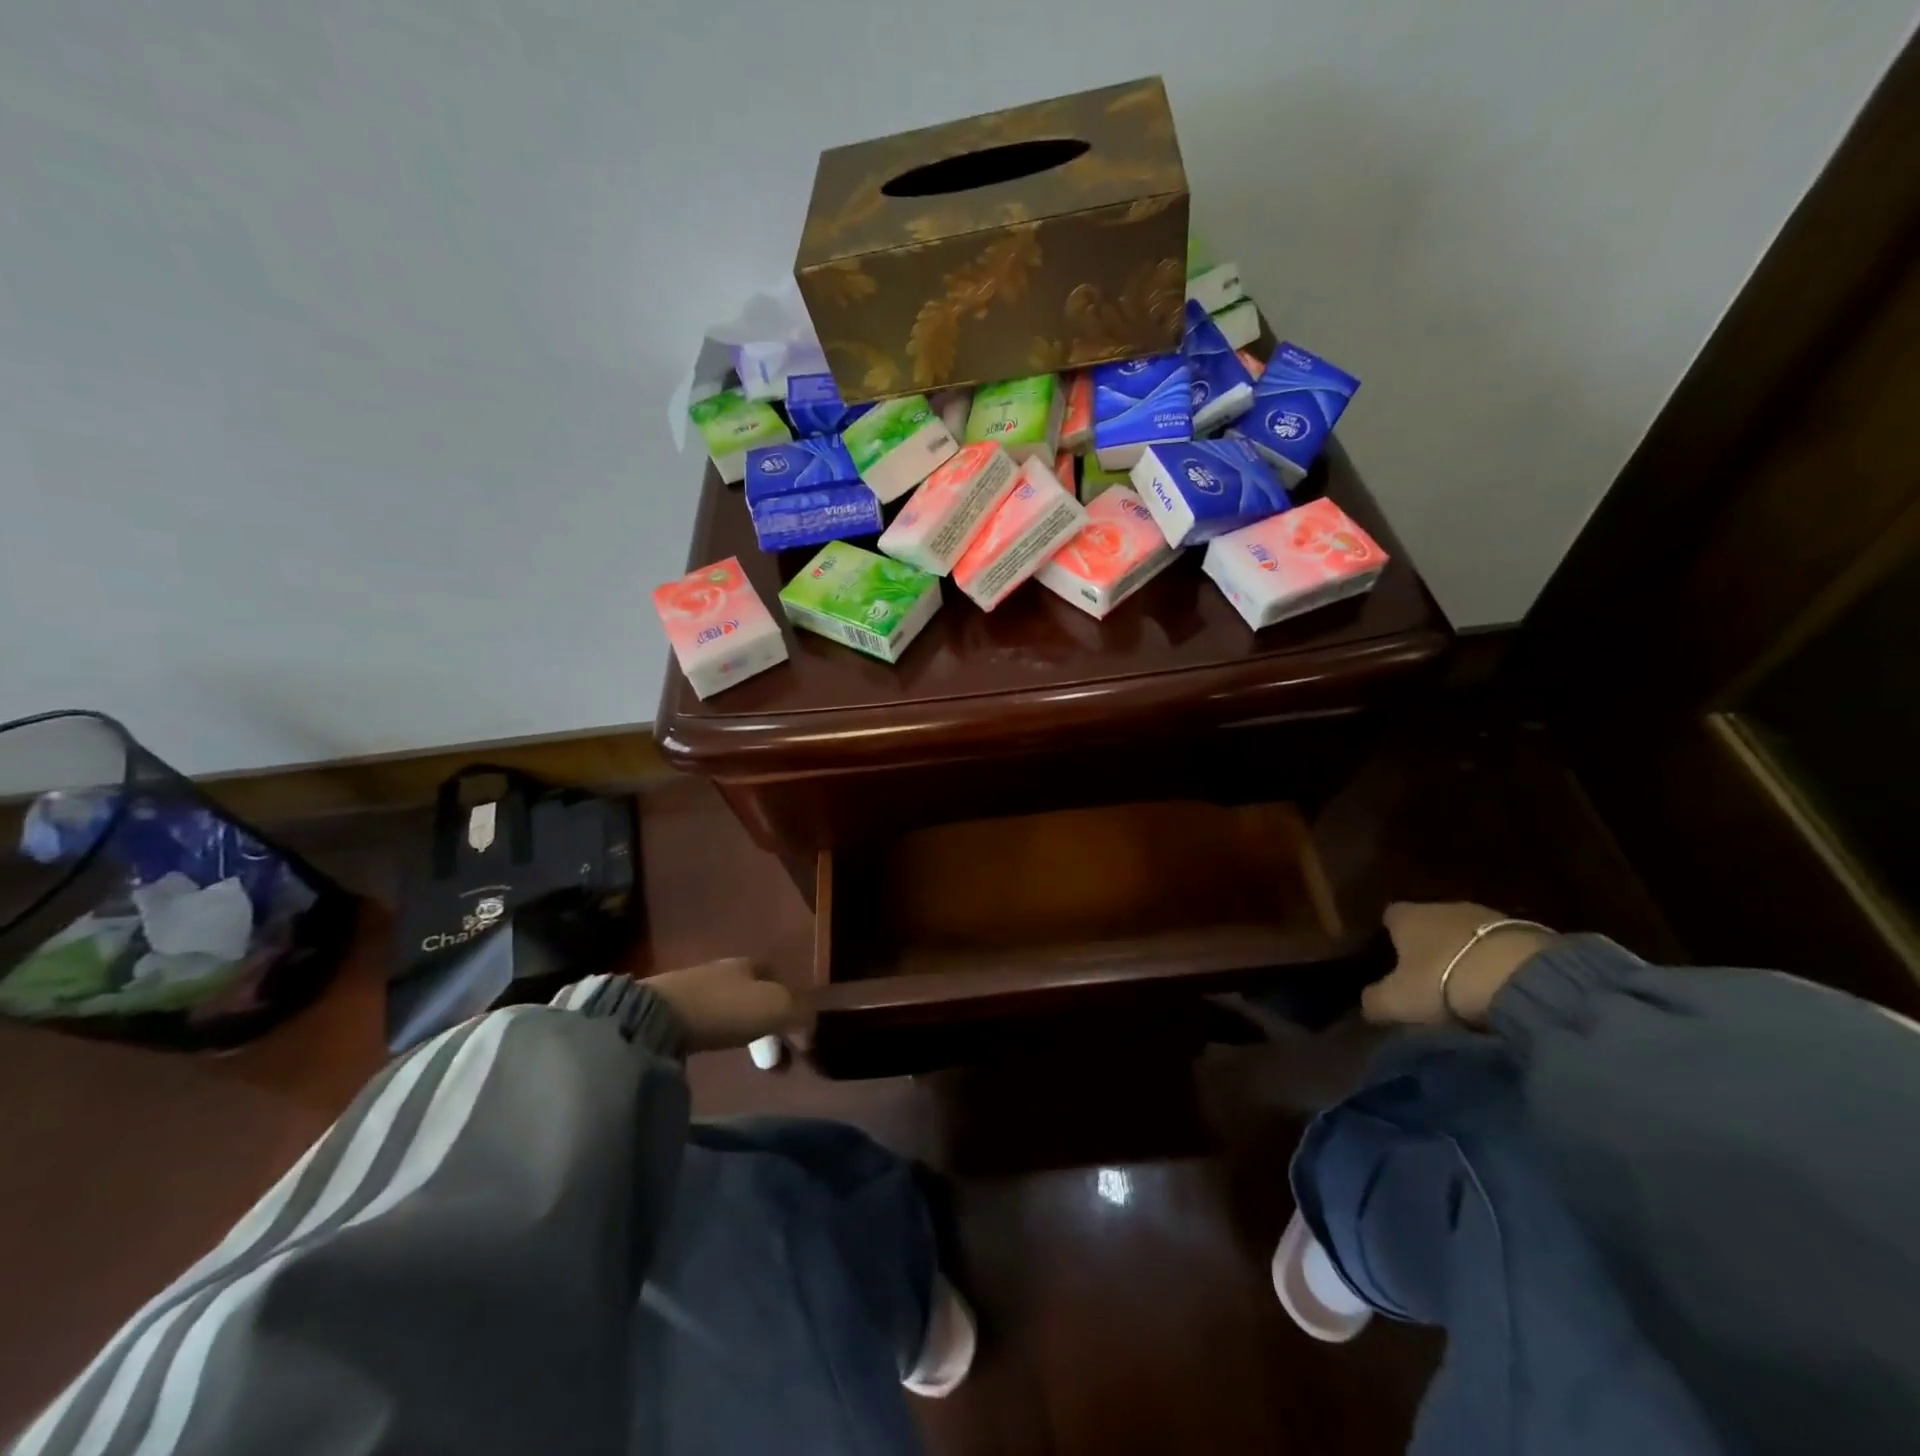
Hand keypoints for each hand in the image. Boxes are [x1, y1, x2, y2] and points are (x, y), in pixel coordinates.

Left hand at [641, 957, 810, 1052]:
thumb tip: (811, 1033)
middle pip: (756, 993)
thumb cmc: (724, 1008)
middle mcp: (724, 968)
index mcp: (751, 963)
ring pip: (731, 1007)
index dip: (793, 1006)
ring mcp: (694, 987)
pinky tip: (717, 1050)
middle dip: (769, 1021)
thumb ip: (802, 1015)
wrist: (655, 1017)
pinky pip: (707, 1021)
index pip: (781, 979)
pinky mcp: (669, 1009)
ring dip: (744, 1029)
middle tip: (775, 1054)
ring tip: (747, 1058)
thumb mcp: (776, 1007)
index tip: (798, 1038)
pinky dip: (719, 1034)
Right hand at [1361, 902, 1552, 1026]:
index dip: (1389, 936)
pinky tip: (1501, 984)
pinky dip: (1497, 959)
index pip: (1390, 916)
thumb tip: (1367, 1004)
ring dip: (1466, 951)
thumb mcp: (1397, 1001)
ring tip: (1469, 983)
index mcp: (1406, 916)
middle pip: (1429, 921)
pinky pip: (1500, 944)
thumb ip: (1374, 1000)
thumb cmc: (1442, 982)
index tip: (1392, 960)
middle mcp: (1441, 906)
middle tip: (1430, 976)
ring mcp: (1486, 914)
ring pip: (1466, 931)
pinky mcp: (1526, 929)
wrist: (1520, 978)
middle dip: (1430, 944)